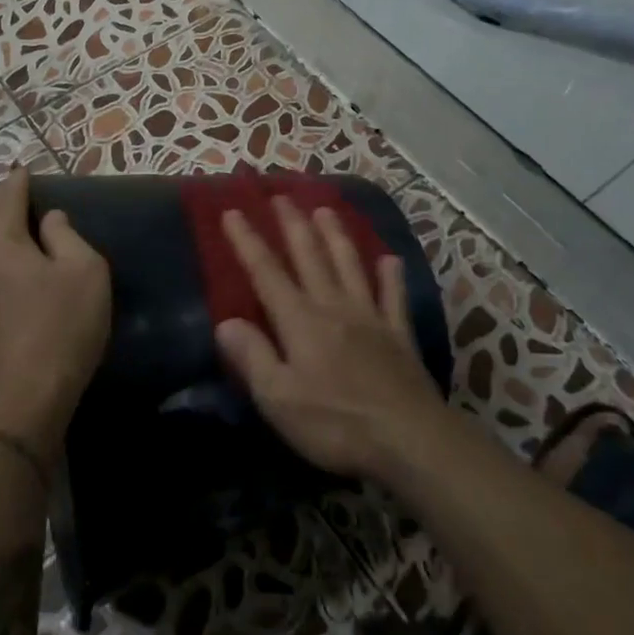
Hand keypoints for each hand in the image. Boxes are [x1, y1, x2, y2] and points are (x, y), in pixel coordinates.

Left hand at [0, 167, 111, 463]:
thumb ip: (67, 235)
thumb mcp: (84, 272)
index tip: (28, 170)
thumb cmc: (61, 328)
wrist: (20, 401)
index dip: (20, 180)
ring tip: (6, 230)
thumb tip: (50, 219)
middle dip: (0, 202)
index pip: (7, 195)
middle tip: (20, 197)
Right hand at [216, 198, 450, 480]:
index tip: (233, 211)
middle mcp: (333, 307)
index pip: (266, 272)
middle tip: (282, 195)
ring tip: (325, 209)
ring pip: (349, 265)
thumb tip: (225, 322)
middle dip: (293, 224)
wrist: (409, 439)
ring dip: (335, 235)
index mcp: (300, 320)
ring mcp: (370, 317)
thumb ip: (252, 357)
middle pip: (309, 256)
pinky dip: (391, 275)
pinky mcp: (399, 335)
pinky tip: (390, 259)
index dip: (247, 241)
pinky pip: (393, 296)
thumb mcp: (278, 398)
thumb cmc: (335, 423)